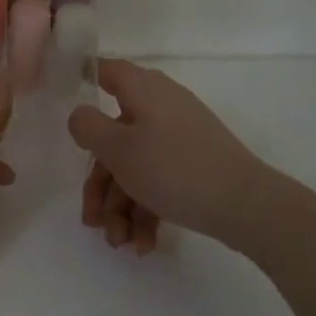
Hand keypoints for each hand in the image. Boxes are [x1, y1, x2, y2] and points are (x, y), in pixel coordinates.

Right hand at [66, 59, 289, 257]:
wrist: (246, 206)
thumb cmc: (172, 168)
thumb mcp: (117, 148)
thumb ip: (88, 127)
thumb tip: (81, 116)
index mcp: (143, 91)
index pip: (108, 71)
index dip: (86, 80)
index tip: (70, 106)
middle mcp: (161, 108)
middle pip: (114, 137)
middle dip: (100, 184)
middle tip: (92, 220)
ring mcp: (179, 138)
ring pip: (135, 166)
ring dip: (121, 207)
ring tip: (120, 242)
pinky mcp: (193, 166)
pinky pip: (159, 182)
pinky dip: (146, 211)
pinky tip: (143, 244)